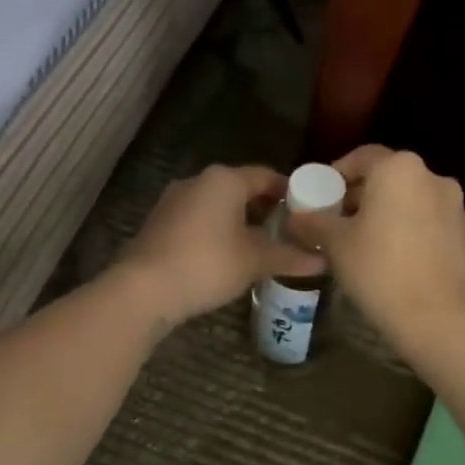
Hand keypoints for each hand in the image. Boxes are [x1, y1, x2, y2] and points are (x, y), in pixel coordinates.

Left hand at [113, 164, 323, 326]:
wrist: (143, 288)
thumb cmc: (207, 264)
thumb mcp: (254, 260)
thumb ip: (289, 256)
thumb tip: (322, 261)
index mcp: (225, 179)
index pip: (267, 176)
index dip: (290, 192)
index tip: (308, 212)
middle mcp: (198, 181)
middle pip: (241, 188)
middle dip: (265, 208)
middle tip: (288, 231)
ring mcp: (174, 200)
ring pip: (217, 204)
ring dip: (239, 221)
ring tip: (261, 246)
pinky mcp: (159, 222)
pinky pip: (198, 219)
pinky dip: (216, 231)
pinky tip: (226, 255)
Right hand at [317, 146, 464, 350]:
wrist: (442, 319)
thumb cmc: (381, 270)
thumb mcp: (336, 245)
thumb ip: (314, 222)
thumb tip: (296, 216)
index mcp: (399, 169)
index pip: (362, 157)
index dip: (337, 174)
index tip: (322, 197)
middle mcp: (433, 177)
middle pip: (389, 178)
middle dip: (363, 196)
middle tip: (339, 223)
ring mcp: (456, 207)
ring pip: (412, 201)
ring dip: (390, 214)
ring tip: (368, 245)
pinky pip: (432, 224)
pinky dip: (413, 233)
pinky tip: (398, 262)